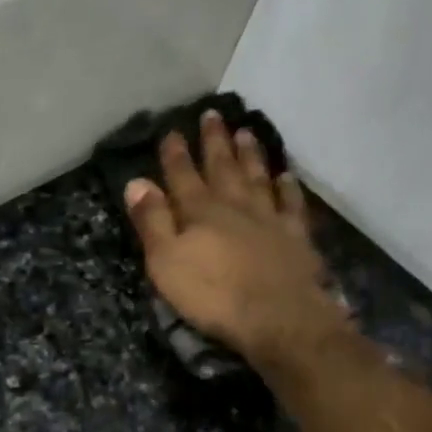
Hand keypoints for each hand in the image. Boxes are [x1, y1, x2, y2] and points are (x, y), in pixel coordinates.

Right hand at [124, 109, 347, 373]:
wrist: (277, 317)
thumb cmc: (212, 294)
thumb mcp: (166, 262)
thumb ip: (152, 221)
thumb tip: (136, 182)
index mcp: (200, 212)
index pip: (182, 177)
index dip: (175, 155)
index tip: (172, 131)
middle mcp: (235, 206)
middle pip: (222, 168)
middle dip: (214, 142)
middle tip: (213, 114)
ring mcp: (269, 219)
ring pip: (258, 178)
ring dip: (250, 155)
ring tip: (246, 132)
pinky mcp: (295, 238)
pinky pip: (291, 205)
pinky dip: (288, 187)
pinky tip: (286, 175)